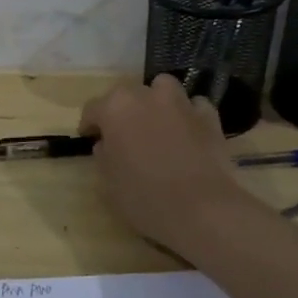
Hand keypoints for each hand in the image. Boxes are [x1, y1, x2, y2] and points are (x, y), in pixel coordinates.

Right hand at [78, 76, 246, 252]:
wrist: (201, 209)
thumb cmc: (144, 198)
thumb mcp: (109, 183)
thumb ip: (103, 157)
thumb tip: (106, 145)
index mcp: (115, 109)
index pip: (93, 109)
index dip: (89, 124)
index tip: (89, 138)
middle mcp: (146, 96)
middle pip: (127, 94)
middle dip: (122, 110)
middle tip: (123, 134)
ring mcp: (180, 103)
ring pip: (163, 88)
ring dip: (156, 100)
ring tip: (156, 123)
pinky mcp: (209, 117)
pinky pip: (195, 106)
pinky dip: (188, 114)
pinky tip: (187, 131)